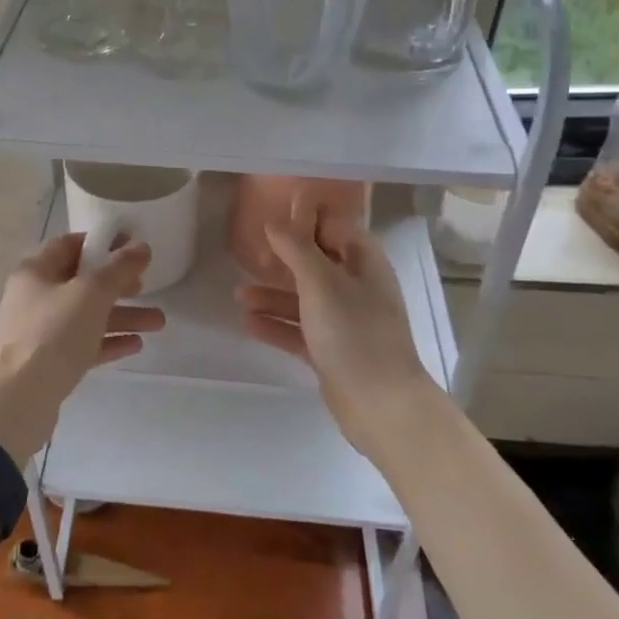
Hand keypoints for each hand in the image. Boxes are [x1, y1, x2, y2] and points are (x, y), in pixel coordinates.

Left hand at [0, 232, 165, 465]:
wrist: (20, 399)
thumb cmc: (53, 333)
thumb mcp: (91, 293)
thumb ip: (119, 268)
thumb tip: (141, 247)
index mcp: (36, 271)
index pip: (70, 245)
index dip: (102, 243)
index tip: (133, 247)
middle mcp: (34, 297)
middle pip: (81, 282)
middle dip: (118, 284)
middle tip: (146, 286)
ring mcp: (40, 331)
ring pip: (87, 316)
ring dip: (122, 316)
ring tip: (159, 322)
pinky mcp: (48, 362)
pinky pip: (83, 344)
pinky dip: (108, 341)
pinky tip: (137, 345)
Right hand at [235, 195, 440, 463]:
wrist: (380, 404)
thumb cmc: (354, 333)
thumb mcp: (321, 283)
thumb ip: (297, 248)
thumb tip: (274, 221)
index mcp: (364, 264)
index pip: (335, 228)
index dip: (306, 219)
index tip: (272, 215)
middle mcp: (356, 288)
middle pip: (316, 263)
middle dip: (283, 258)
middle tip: (251, 254)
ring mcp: (344, 322)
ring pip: (304, 299)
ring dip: (272, 295)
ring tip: (238, 294)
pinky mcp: (332, 351)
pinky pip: (299, 330)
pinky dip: (276, 325)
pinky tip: (248, 323)